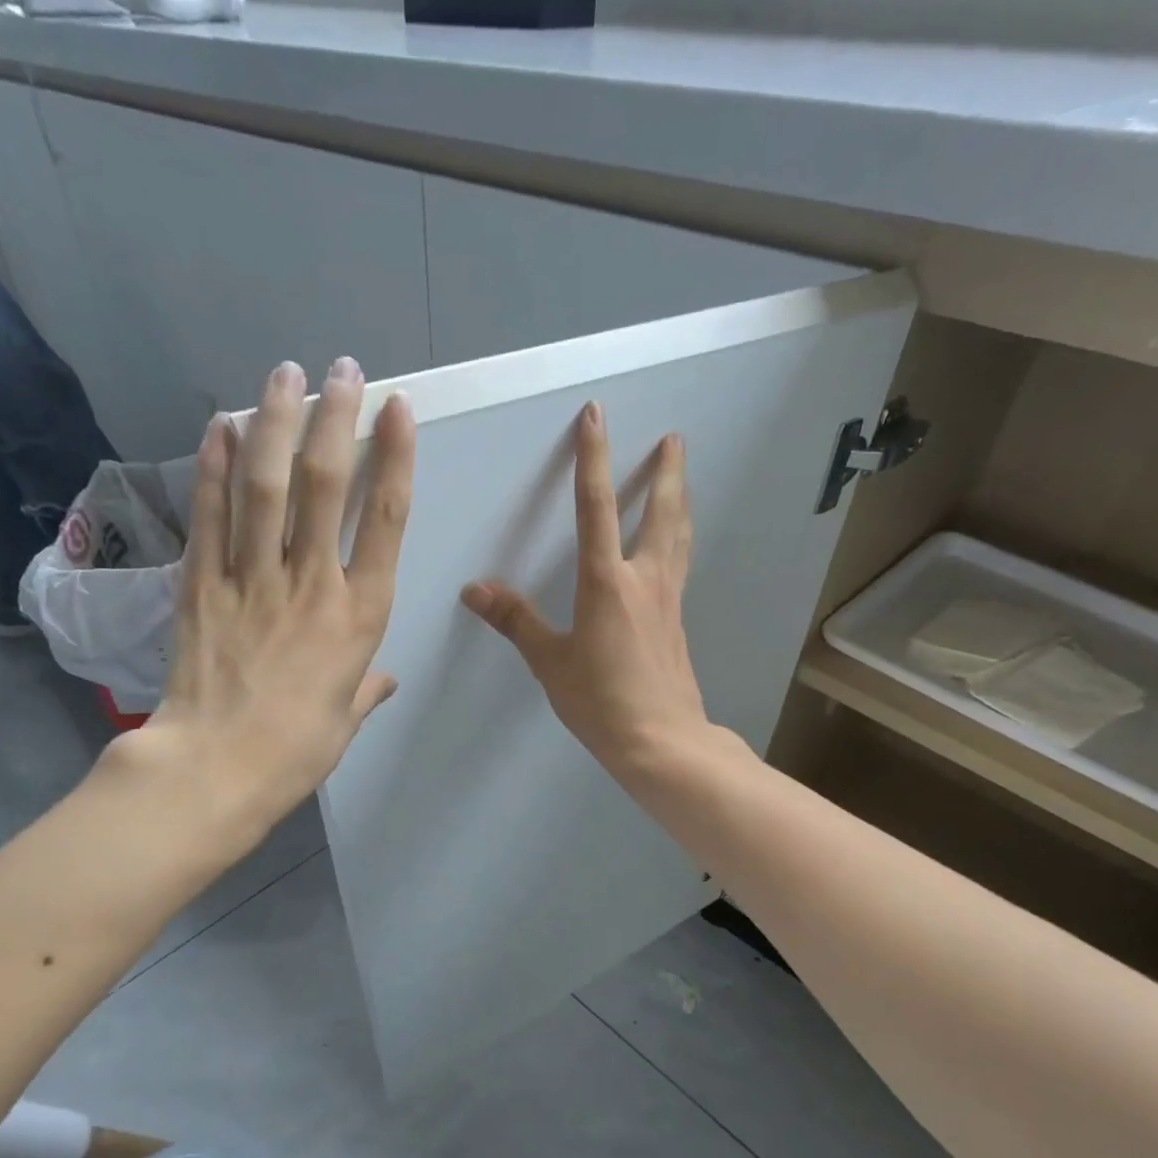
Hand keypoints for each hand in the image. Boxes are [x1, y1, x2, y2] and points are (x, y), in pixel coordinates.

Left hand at [106, 357, 414, 842]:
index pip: (387, 522)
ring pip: (268, 485)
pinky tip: (222, 426)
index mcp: (360, 617)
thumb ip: (366, 689)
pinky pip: (212, 513)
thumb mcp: (346, 720)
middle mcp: (312, 583)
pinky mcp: (202, 582)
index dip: (395, 459)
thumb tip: (382, 680)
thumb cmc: (296, 750)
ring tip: (285, 373)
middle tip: (343, 371)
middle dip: (338, 419)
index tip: (398, 411)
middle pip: (328, 485)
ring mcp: (253, 577)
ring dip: (278, 423)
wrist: (214, 768)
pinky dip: (216, 466)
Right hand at [462, 401, 708, 777]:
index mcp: (606, 582)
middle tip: (674, 439)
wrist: (661, 741)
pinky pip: (679, 567)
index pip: (595, 507)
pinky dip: (679, 542)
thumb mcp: (549, 661)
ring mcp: (668, 601)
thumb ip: (515, 621)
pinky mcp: (677, 623)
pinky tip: (675, 549)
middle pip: (661, 513)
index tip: (597, 416)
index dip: (593, 458)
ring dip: (679, 503)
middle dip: (666, 473)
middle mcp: (644, 580)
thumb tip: (475, 590)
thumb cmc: (600, 701)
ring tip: (682, 480)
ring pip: (678, 538)